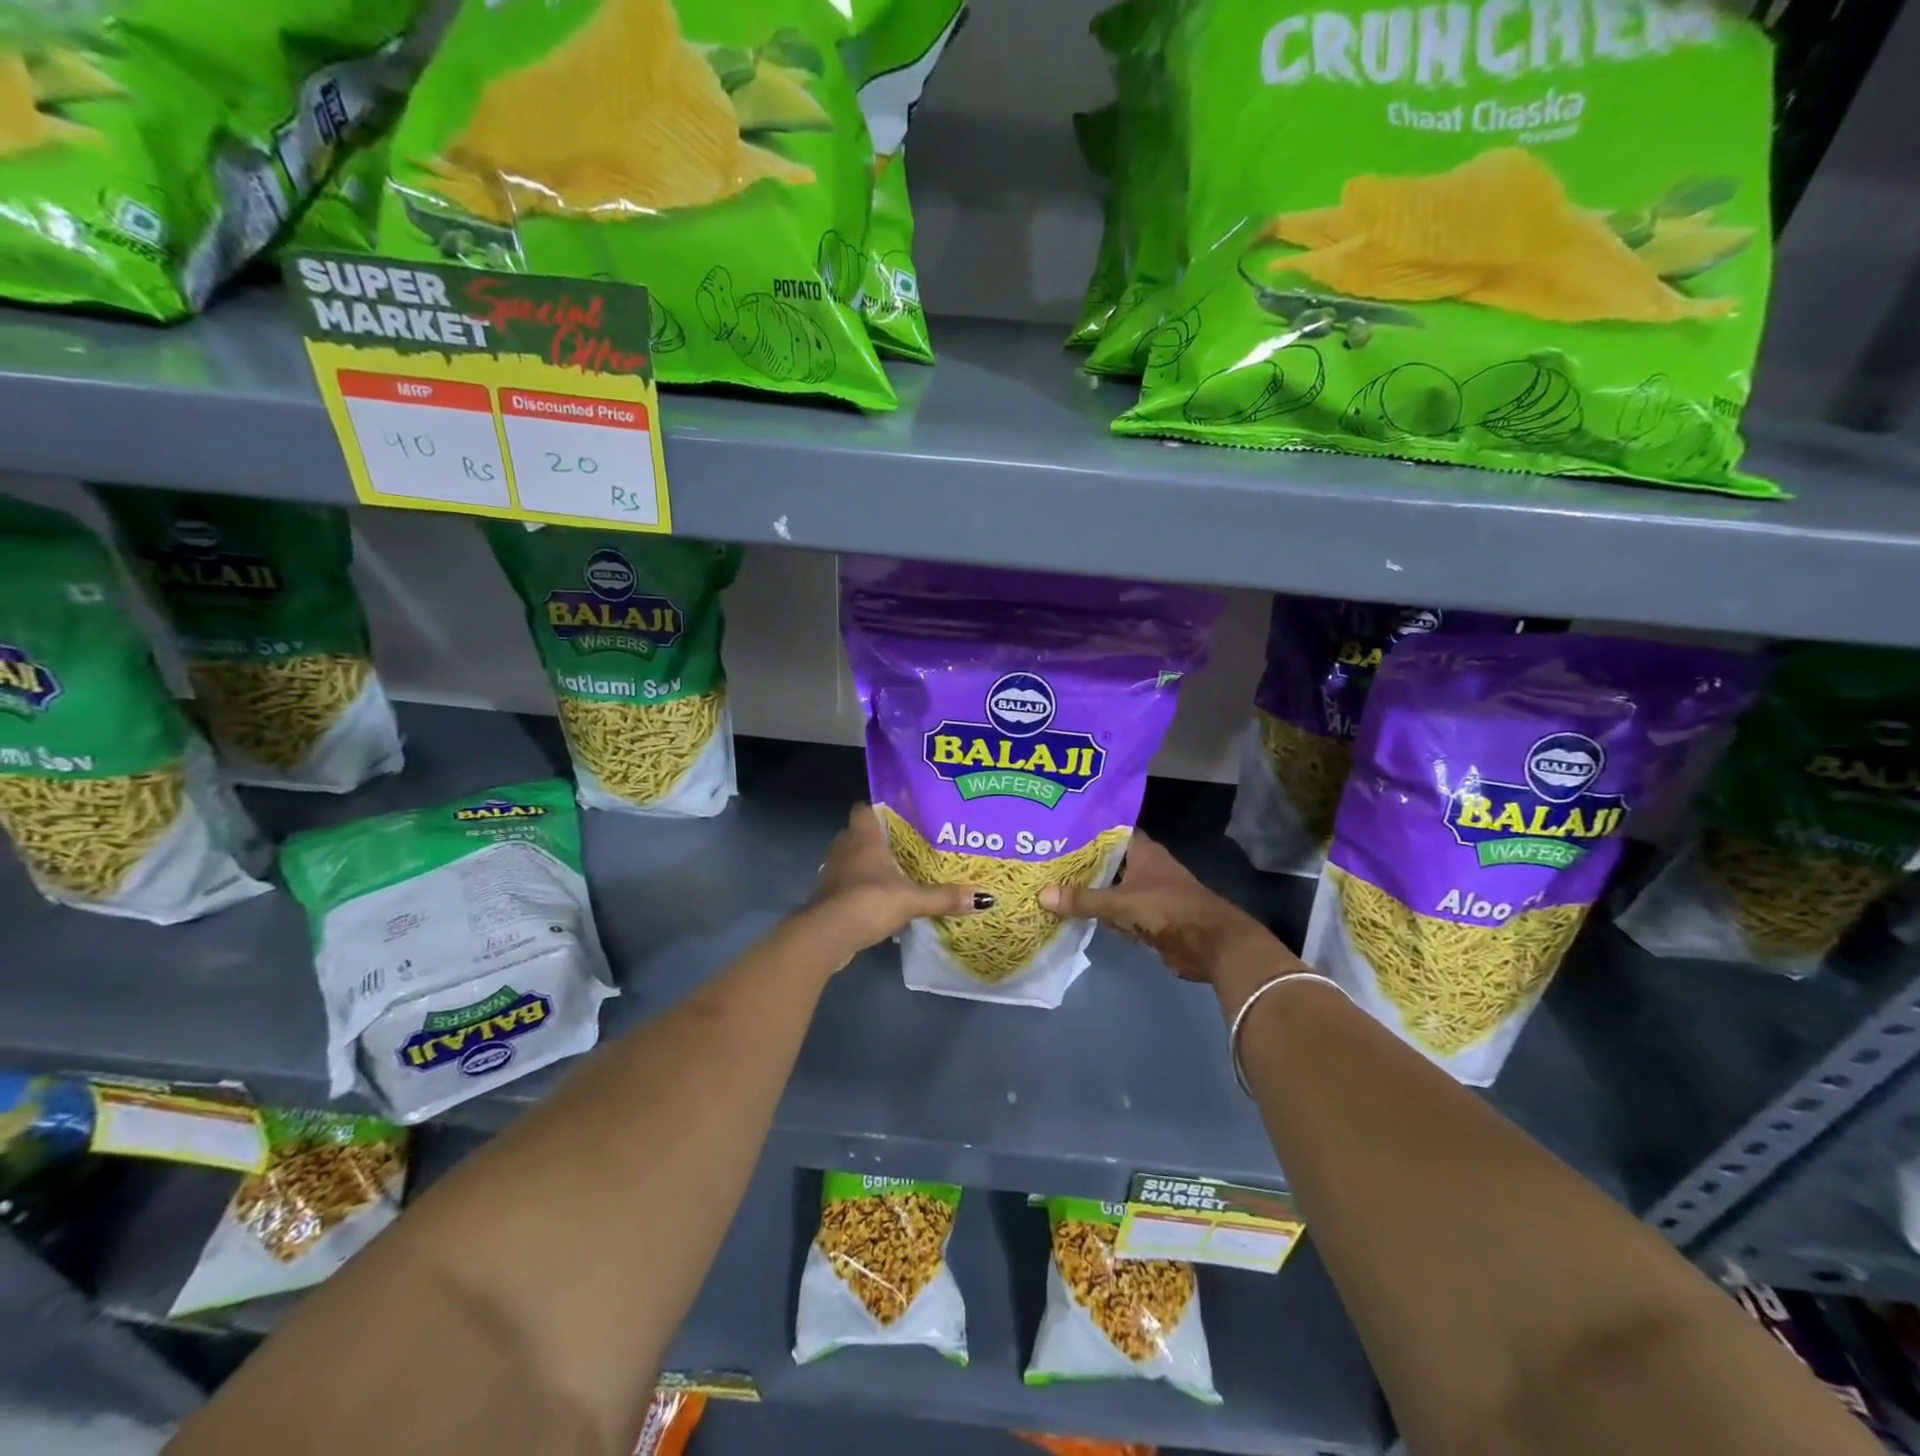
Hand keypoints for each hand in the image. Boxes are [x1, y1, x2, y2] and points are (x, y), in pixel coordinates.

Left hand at [805, 804, 984, 954]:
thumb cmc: (869, 901)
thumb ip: (945, 898)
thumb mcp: (912, 900)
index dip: (878, 808)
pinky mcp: (827, 896)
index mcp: (863, 838)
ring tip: (894, 871)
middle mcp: (844, 848)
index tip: (900, 814)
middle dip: (878, 838)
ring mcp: (832, 872)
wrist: (827, 935)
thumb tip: (985, 898)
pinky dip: (859, 887)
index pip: (864, 808)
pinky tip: (879, 898)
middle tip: (904, 845)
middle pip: (858, 833)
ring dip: (867, 864)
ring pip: (850, 859)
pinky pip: (846, 882)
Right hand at [1040, 831, 1288, 985]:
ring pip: (1109, 887)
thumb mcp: (1121, 903)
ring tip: (1049, 884)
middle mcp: (1143, 867)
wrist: (1212, 945)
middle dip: (1079, 863)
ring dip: (1088, 890)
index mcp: (1142, 851)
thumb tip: (1041, 895)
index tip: (1054, 830)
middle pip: (1105, 861)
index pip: (1108, 831)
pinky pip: (1116, 912)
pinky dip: (1100, 914)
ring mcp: (1146, 893)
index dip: (1083, 830)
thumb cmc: (1169, 910)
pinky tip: (1073, 914)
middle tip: (1042, 860)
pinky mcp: (1147, 918)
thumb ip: (1083, 900)